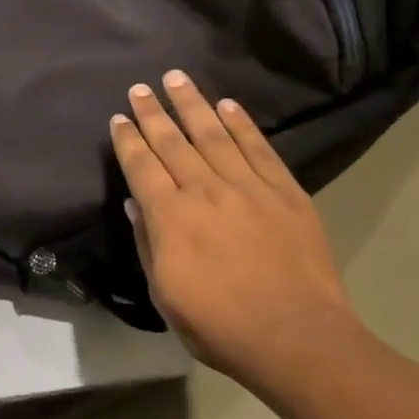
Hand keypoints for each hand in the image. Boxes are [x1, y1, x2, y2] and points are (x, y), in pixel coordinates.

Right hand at [111, 71, 361, 391]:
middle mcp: (205, 191)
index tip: (119, 118)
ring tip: (177, 78)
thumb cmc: (220, 326)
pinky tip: (228, 106)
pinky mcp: (286, 193)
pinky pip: (259, 149)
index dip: (128, 139)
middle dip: (153, 112)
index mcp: (171, 217)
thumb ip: (148, 244)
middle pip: (173, 141)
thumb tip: (135, 205)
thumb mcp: (165, 295)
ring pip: (214, 134)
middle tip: (140, 87)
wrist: (299, 340)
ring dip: (193, 104)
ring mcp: (249, 188)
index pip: (142, 166)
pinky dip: (242, 124)